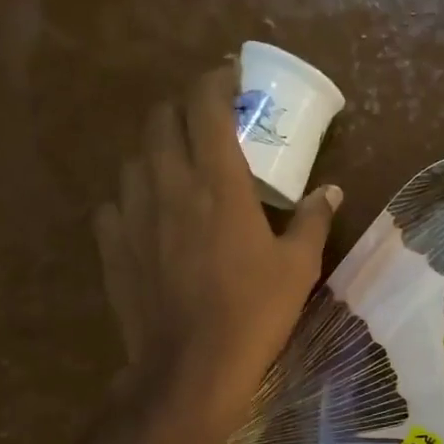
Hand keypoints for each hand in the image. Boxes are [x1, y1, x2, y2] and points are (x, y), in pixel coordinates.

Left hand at [95, 63, 339, 436]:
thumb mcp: (298, 266)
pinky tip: (150, 214)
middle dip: (184, 107)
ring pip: (135, 157)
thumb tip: (331, 191)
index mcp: (217, 182)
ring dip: (157, 149)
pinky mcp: (112, 245)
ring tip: (179, 166)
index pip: (205, 105)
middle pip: (161, 119)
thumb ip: (314, 220)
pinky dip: (134, 195)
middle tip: (209, 120)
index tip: (232, 75)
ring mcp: (133, 214)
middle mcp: (168, 184)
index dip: (216, 79)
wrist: (191, 367)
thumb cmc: (254, 312)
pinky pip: (116, 202)